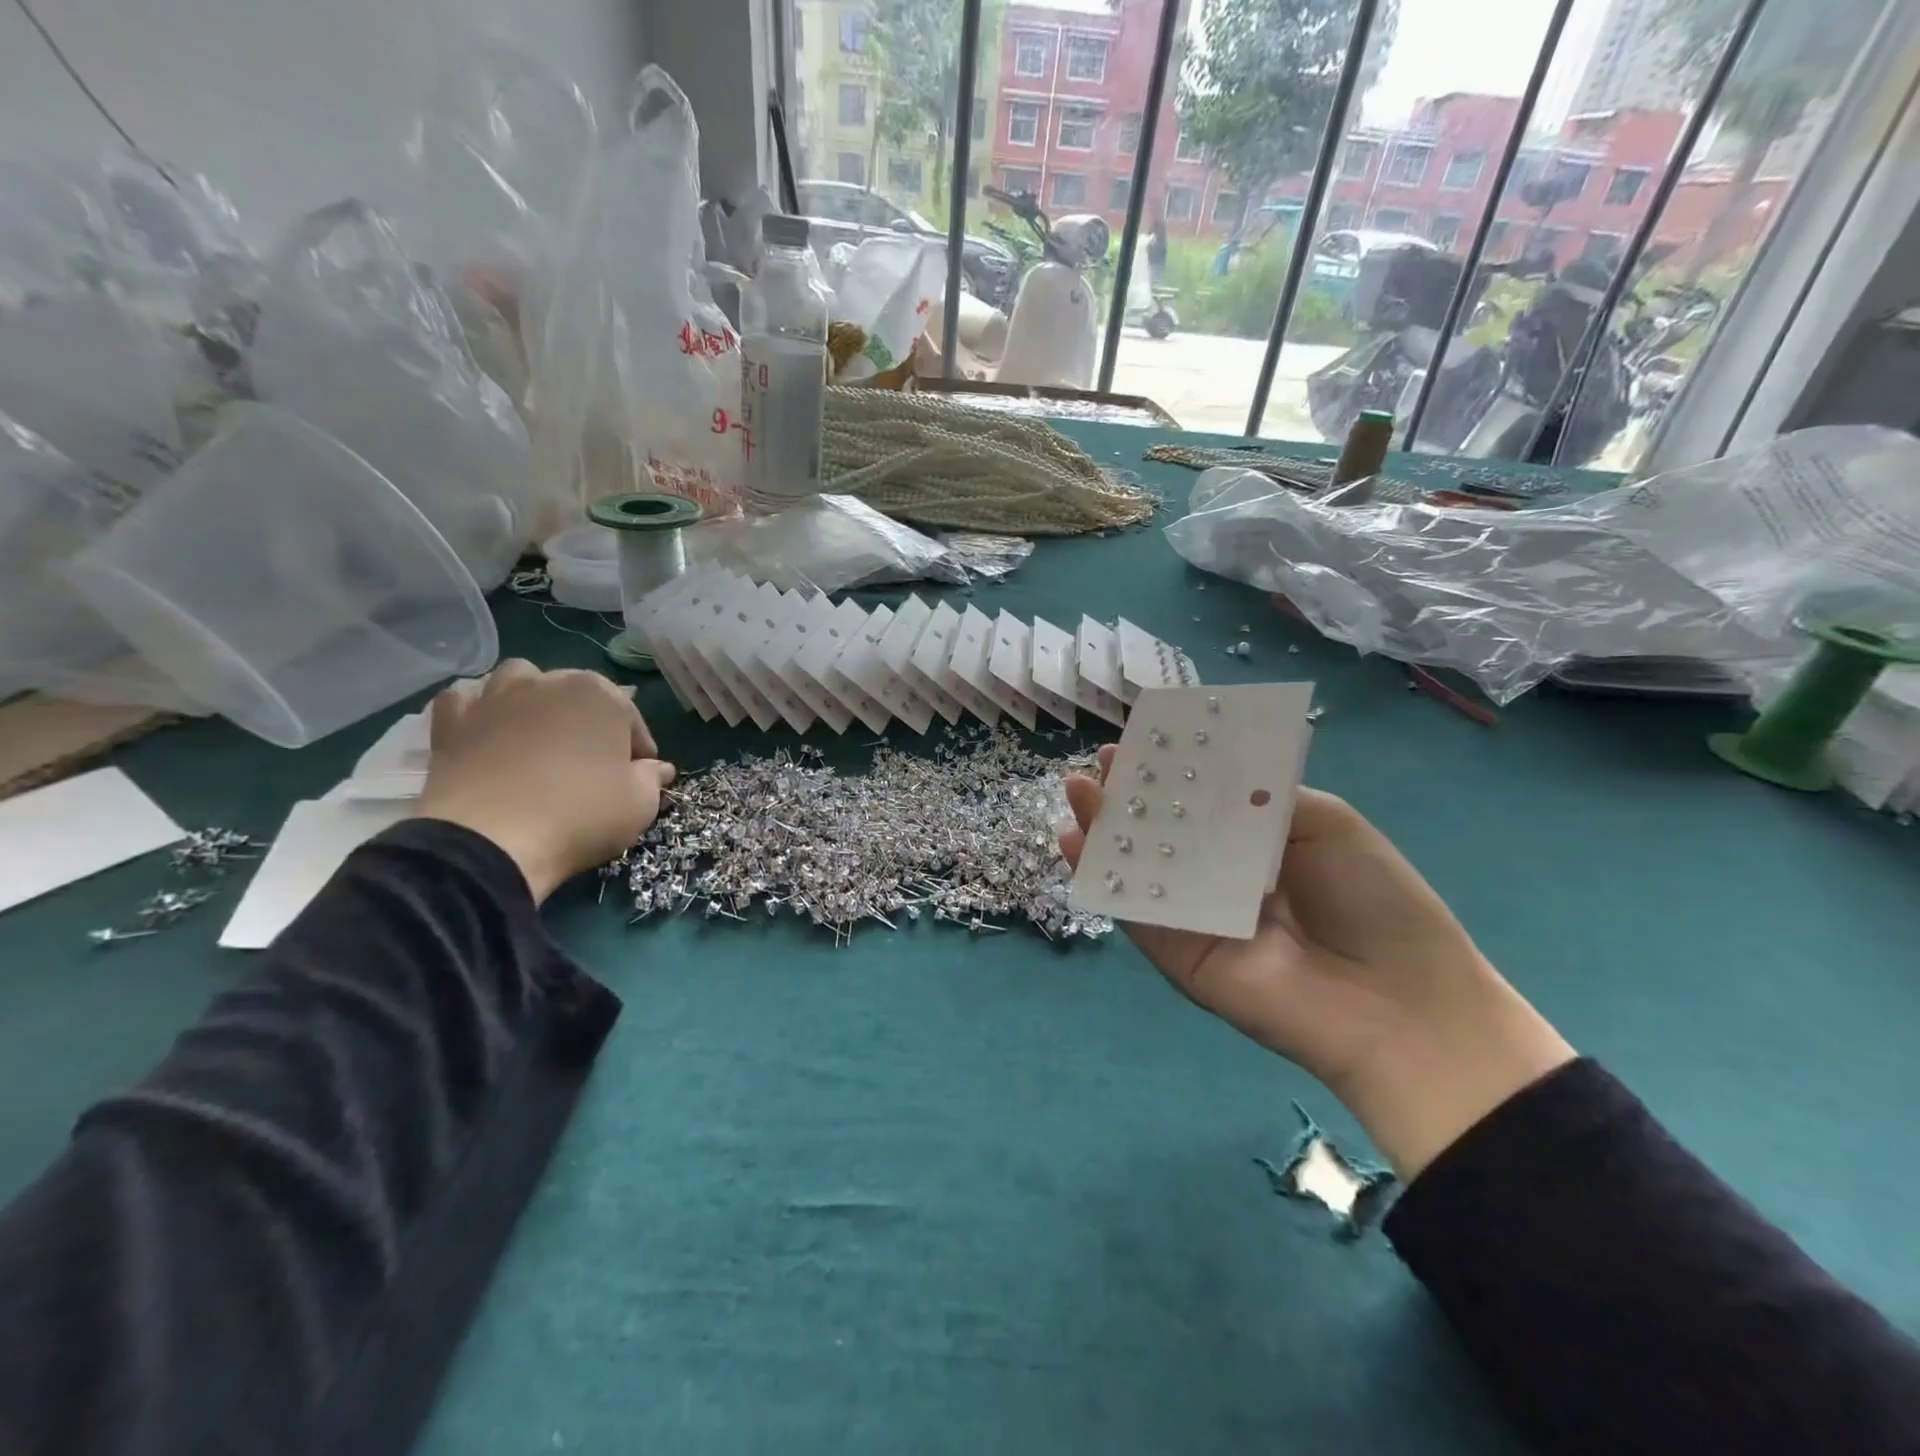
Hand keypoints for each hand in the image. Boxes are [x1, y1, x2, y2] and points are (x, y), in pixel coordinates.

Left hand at [415, 661, 675, 902]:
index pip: (631, 720)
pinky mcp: (451, 722)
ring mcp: (495, 698)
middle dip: (589, 722)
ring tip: (540, 736)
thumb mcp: (639, 804)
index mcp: (601, 695)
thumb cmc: (581, 815)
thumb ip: (651, 778)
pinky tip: (486, 733)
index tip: (638, 778)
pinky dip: (478, 712)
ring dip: (534, 700)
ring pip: (520, 682)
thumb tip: (657, 768)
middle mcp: (549, 682)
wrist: (490, 840)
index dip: (638, 751)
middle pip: (578, 696)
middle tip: (592, 764)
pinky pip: (465, 702)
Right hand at [1060, 747, 1572, 1177]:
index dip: (1170, 771)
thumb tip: (1198, 769)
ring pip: (1139, 868)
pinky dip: (1099, 880)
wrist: (1399, 1004)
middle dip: (1128, 795)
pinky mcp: (1178, 954)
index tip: (1139, 741)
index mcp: (1260, 845)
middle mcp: (1222, 877)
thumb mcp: (1324, 822)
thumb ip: (1257, 795)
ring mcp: (1196, 917)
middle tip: (1096, 763)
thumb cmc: (1373, 898)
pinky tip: (1071, 843)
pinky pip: (1133, 913)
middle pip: (1163, 831)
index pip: (1201, 800)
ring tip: (1076, 791)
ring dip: (1102, 830)